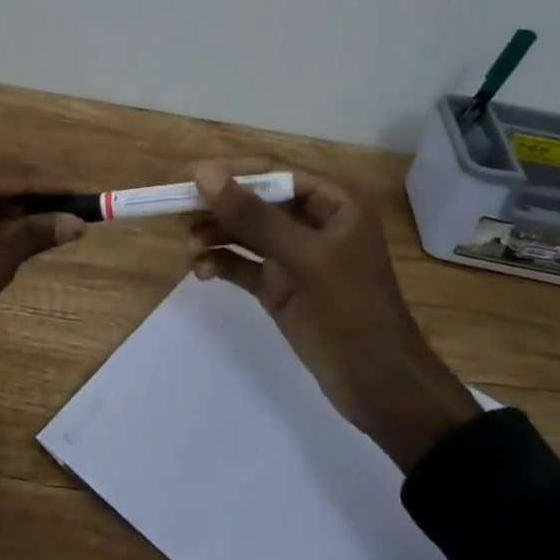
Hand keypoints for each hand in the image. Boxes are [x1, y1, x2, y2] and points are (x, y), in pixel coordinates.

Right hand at [189, 158, 478, 472]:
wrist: (380, 387)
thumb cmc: (349, 311)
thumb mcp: (302, 258)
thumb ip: (253, 216)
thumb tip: (204, 174)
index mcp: (335, 204)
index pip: (275, 172)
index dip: (232, 172)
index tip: (189, 178)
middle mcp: (314, 223)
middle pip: (256, 201)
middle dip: (219, 208)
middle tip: (179, 215)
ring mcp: (296, 257)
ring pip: (246, 232)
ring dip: (215, 236)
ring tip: (190, 250)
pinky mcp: (281, 287)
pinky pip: (244, 264)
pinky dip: (221, 263)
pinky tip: (203, 272)